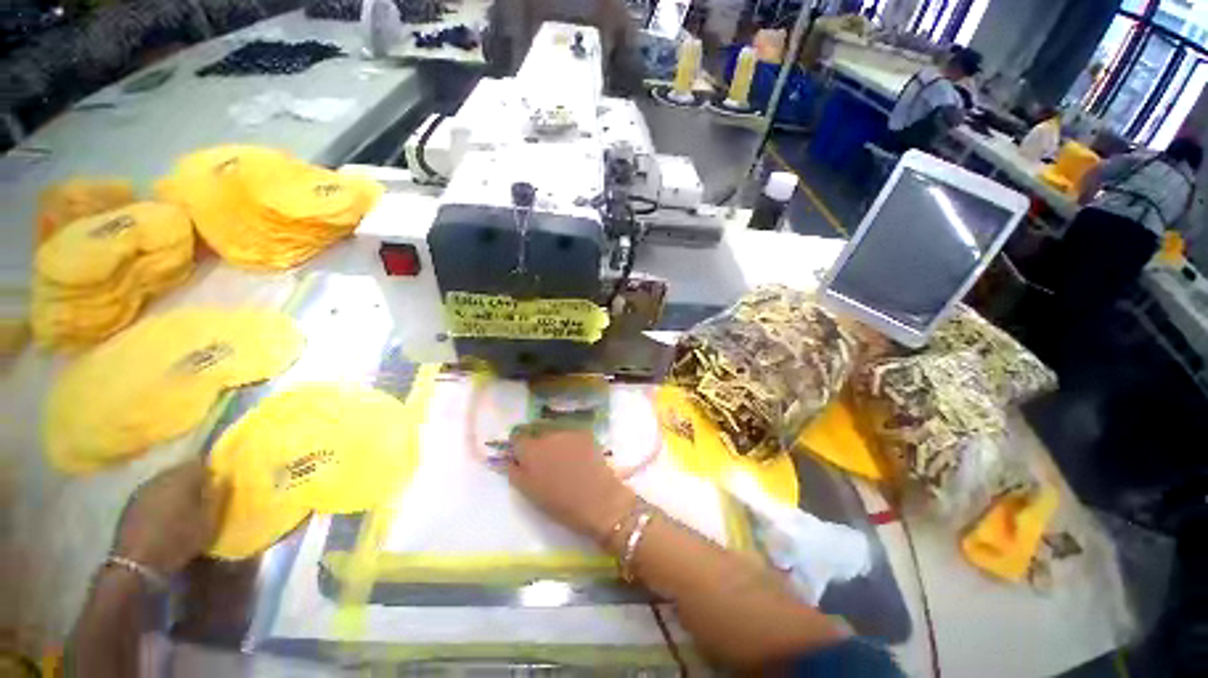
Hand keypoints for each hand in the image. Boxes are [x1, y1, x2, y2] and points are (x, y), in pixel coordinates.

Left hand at [112, 459, 228, 574]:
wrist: (136, 563)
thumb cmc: (178, 540)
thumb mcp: (207, 522)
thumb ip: (218, 496)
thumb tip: (225, 477)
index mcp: (182, 478)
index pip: (200, 462)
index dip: (210, 471)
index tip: (217, 483)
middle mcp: (161, 477)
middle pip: (180, 470)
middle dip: (191, 479)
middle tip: (202, 495)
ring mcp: (143, 489)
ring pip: (165, 481)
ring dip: (175, 489)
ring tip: (183, 505)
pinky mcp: (132, 503)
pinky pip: (152, 493)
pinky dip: (161, 499)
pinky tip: (164, 514)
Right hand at [507, 423, 636, 542]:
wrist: (598, 499)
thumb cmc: (560, 502)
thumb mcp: (529, 491)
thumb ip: (515, 471)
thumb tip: (510, 458)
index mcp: (530, 449)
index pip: (517, 435)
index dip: (518, 444)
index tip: (522, 454)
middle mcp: (548, 433)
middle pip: (536, 430)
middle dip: (536, 440)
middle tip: (544, 457)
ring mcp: (568, 431)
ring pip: (555, 430)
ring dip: (554, 439)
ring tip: (563, 456)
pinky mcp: (586, 432)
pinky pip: (571, 432)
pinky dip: (570, 440)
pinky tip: (578, 455)